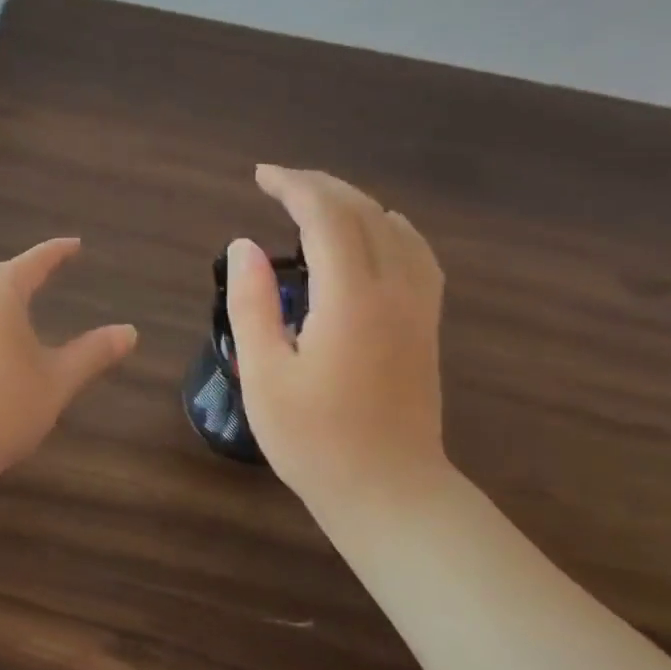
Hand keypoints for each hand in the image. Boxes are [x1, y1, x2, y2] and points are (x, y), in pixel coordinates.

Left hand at [0, 239, 138, 482]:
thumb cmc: (3, 406)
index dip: (55, 252)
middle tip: (47, 271)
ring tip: (22, 303)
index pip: (32, 263)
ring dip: (1, 295)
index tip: (74, 244)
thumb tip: (129, 331)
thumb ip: (92, 353)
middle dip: (24, 271)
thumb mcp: (57, 381)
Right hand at [228, 165, 448, 510]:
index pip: (327, 218)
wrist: (389, 492)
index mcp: (351, 299)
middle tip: (278, 182)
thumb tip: (244, 245)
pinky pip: (418, 255)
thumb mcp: (265, 375)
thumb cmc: (314, 440)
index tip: (260, 177)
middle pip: (365, 213)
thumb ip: (252, 304)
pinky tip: (379, 231)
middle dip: (321, 186)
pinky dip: (392, 228)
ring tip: (317, 201)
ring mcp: (419, 308)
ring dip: (355, 203)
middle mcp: (394, 290)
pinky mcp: (427, 326)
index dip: (294, 187)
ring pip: (396, 229)